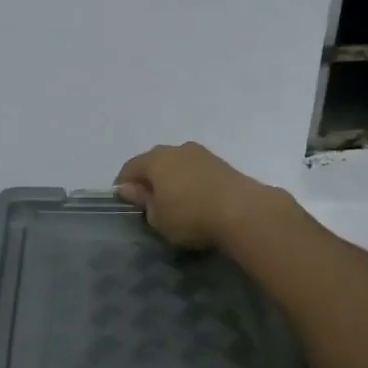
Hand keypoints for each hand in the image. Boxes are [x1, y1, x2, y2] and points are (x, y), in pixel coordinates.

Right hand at [113, 142, 276, 250]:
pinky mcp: (223, 165)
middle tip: (149, 204)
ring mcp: (203, 154)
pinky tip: (196, 202)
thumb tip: (131, 189)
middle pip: (155, 162)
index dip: (123, 186)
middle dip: (149, 180)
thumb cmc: (190, 215)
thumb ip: (143, 201)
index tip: (124, 204)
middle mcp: (177, 149)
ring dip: (173, 181)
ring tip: (175, 204)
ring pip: (179, 165)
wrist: (244, 212)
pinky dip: (192, 184)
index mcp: (155, 159)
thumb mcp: (157, 218)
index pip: (130, 168)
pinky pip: (197, 173)